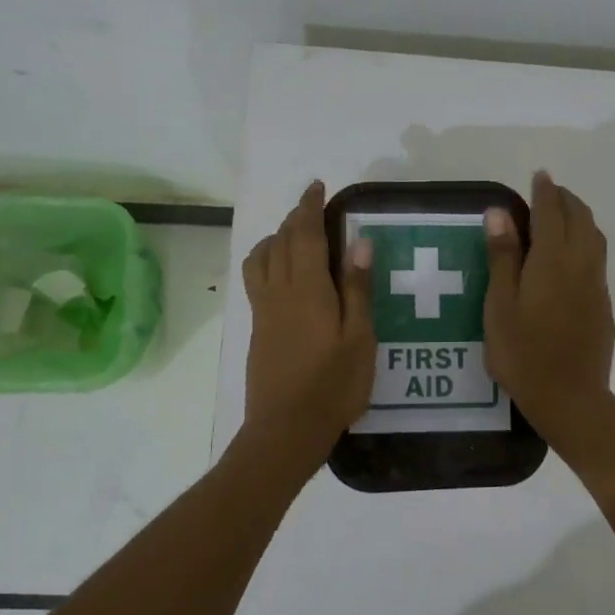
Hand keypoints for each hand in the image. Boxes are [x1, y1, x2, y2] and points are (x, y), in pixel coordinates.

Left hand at [240, 181, 374, 465]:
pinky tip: (282, 275)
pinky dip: (266, 260)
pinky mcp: (257, 328)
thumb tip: (359, 242)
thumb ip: (357, 288)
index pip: (304, 234)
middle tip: (312, 207)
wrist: (286, 428)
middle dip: (294, 218)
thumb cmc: (333, 385)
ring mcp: (263, 310)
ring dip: (274, 238)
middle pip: (279, 241)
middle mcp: (279, 291)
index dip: (309, 207)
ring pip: (260, 258)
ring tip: (293, 236)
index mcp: (307, 289)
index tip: (317, 186)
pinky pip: (256, 278)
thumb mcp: (359, 338)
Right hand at [482, 170, 614, 450]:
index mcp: (552, 260)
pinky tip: (572, 255)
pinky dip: (586, 240)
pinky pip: (598, 257)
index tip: (540, 175)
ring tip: (562, 215)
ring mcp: (596, 285)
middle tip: (548, 192)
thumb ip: (503, 257)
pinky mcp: (602, 304)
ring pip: (594, 236)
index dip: (544, 191)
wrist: (569, 397)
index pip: (550, 213)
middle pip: (579, 219)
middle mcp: (580, 264)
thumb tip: (500, 212)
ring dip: (580, 217)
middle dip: (565, 199)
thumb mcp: (500, 306)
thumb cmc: (523, 353)